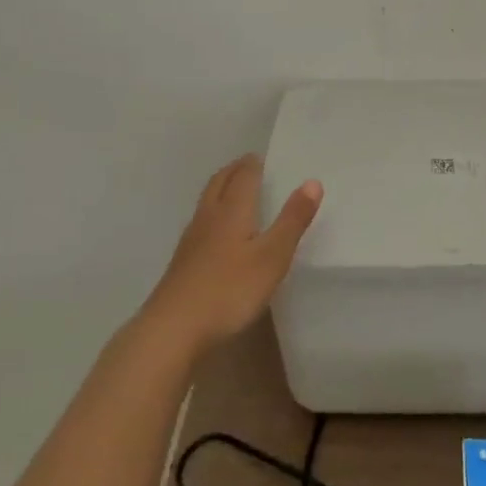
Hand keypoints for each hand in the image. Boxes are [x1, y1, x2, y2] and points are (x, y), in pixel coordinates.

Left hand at [141, 154, 322, 353]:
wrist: (173, 328)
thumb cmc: (229, 290)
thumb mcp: (272, 256)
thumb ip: (292, 220)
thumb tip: (312, 181)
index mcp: (232, 211)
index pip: (243, 177)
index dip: (253, 164)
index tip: (262, 156)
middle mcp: (208, 218)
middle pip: (219, 184)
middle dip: (234, 171)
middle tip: (247, 164)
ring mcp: (191, 240)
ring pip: (207, 203)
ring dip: (221, 189)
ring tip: (233, 190)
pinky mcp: (183, 262)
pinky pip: (201, 224)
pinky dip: (213, 214)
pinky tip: (216, 232)